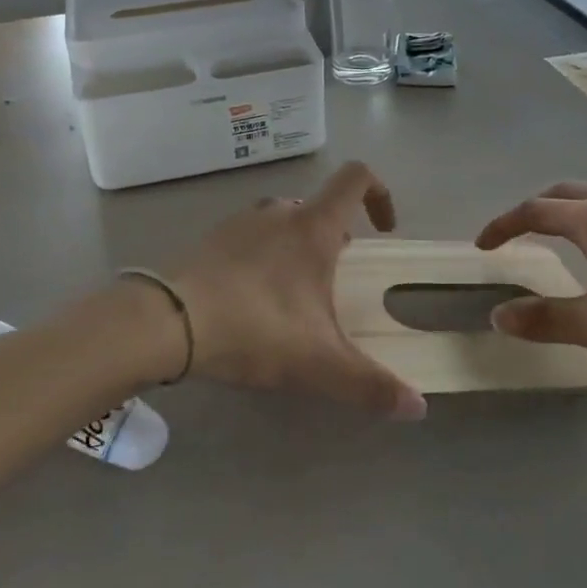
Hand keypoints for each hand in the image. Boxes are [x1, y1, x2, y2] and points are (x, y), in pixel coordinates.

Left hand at [167, 162, 426, 419]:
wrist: (168, 323)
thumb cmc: (256, 329)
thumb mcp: (319, 364)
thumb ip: (370, 386)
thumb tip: (418, 408)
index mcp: (314, 227)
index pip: (357, 178)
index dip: (380, 194)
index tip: (383, 231)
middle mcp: (279, 213)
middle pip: (319, 206)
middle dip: (336, 236)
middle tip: (336, 279)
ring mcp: (240, 222)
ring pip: (282, 220)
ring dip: (297, 245)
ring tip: (294, 293)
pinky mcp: (210, 239)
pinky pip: (250, 237)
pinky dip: (262, 256)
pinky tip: (252, 299)